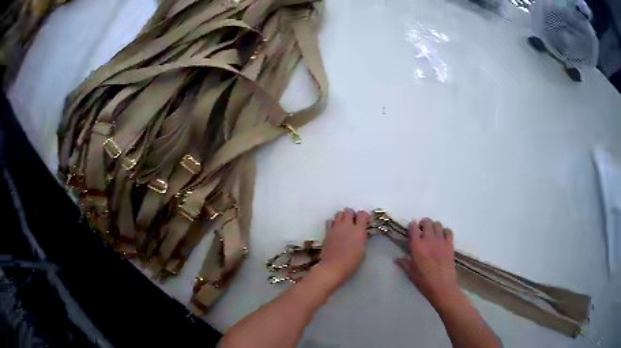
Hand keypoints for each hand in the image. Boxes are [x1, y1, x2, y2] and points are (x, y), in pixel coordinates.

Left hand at [316, 208, 369, 286]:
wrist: (333, 267)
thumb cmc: (351, 262)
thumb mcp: (362, 250)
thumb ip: (362, 239)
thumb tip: (362, 233)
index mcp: (359, 230)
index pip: (362, 214)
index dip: (364, 216)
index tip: (365, 220)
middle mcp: (347, 225)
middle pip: (348, 211)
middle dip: (351, 214)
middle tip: (353, 222)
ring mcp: (336, 228)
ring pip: (338, 214)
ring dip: (342, 217)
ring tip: (344, 225)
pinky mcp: (327, 232)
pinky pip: (330, 221)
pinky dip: (333, 223)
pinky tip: (335, 230)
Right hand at [395, 218, 460, 306]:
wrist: (442, 286)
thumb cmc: (424, 281)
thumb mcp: (410, 273)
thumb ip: (404, 263)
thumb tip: (397, 259)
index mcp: (417, 246)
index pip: (413, 228)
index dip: (412, 226)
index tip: (411, 229)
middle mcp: (429, 239)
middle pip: (427, 222)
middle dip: (423, 223)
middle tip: (421, 230)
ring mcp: (441, 241)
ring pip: (438, 224)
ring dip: (433, 226)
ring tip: (432, 233)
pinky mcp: (450, 244)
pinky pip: (448, 231)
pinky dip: (444, 231)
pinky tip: (442, 238)